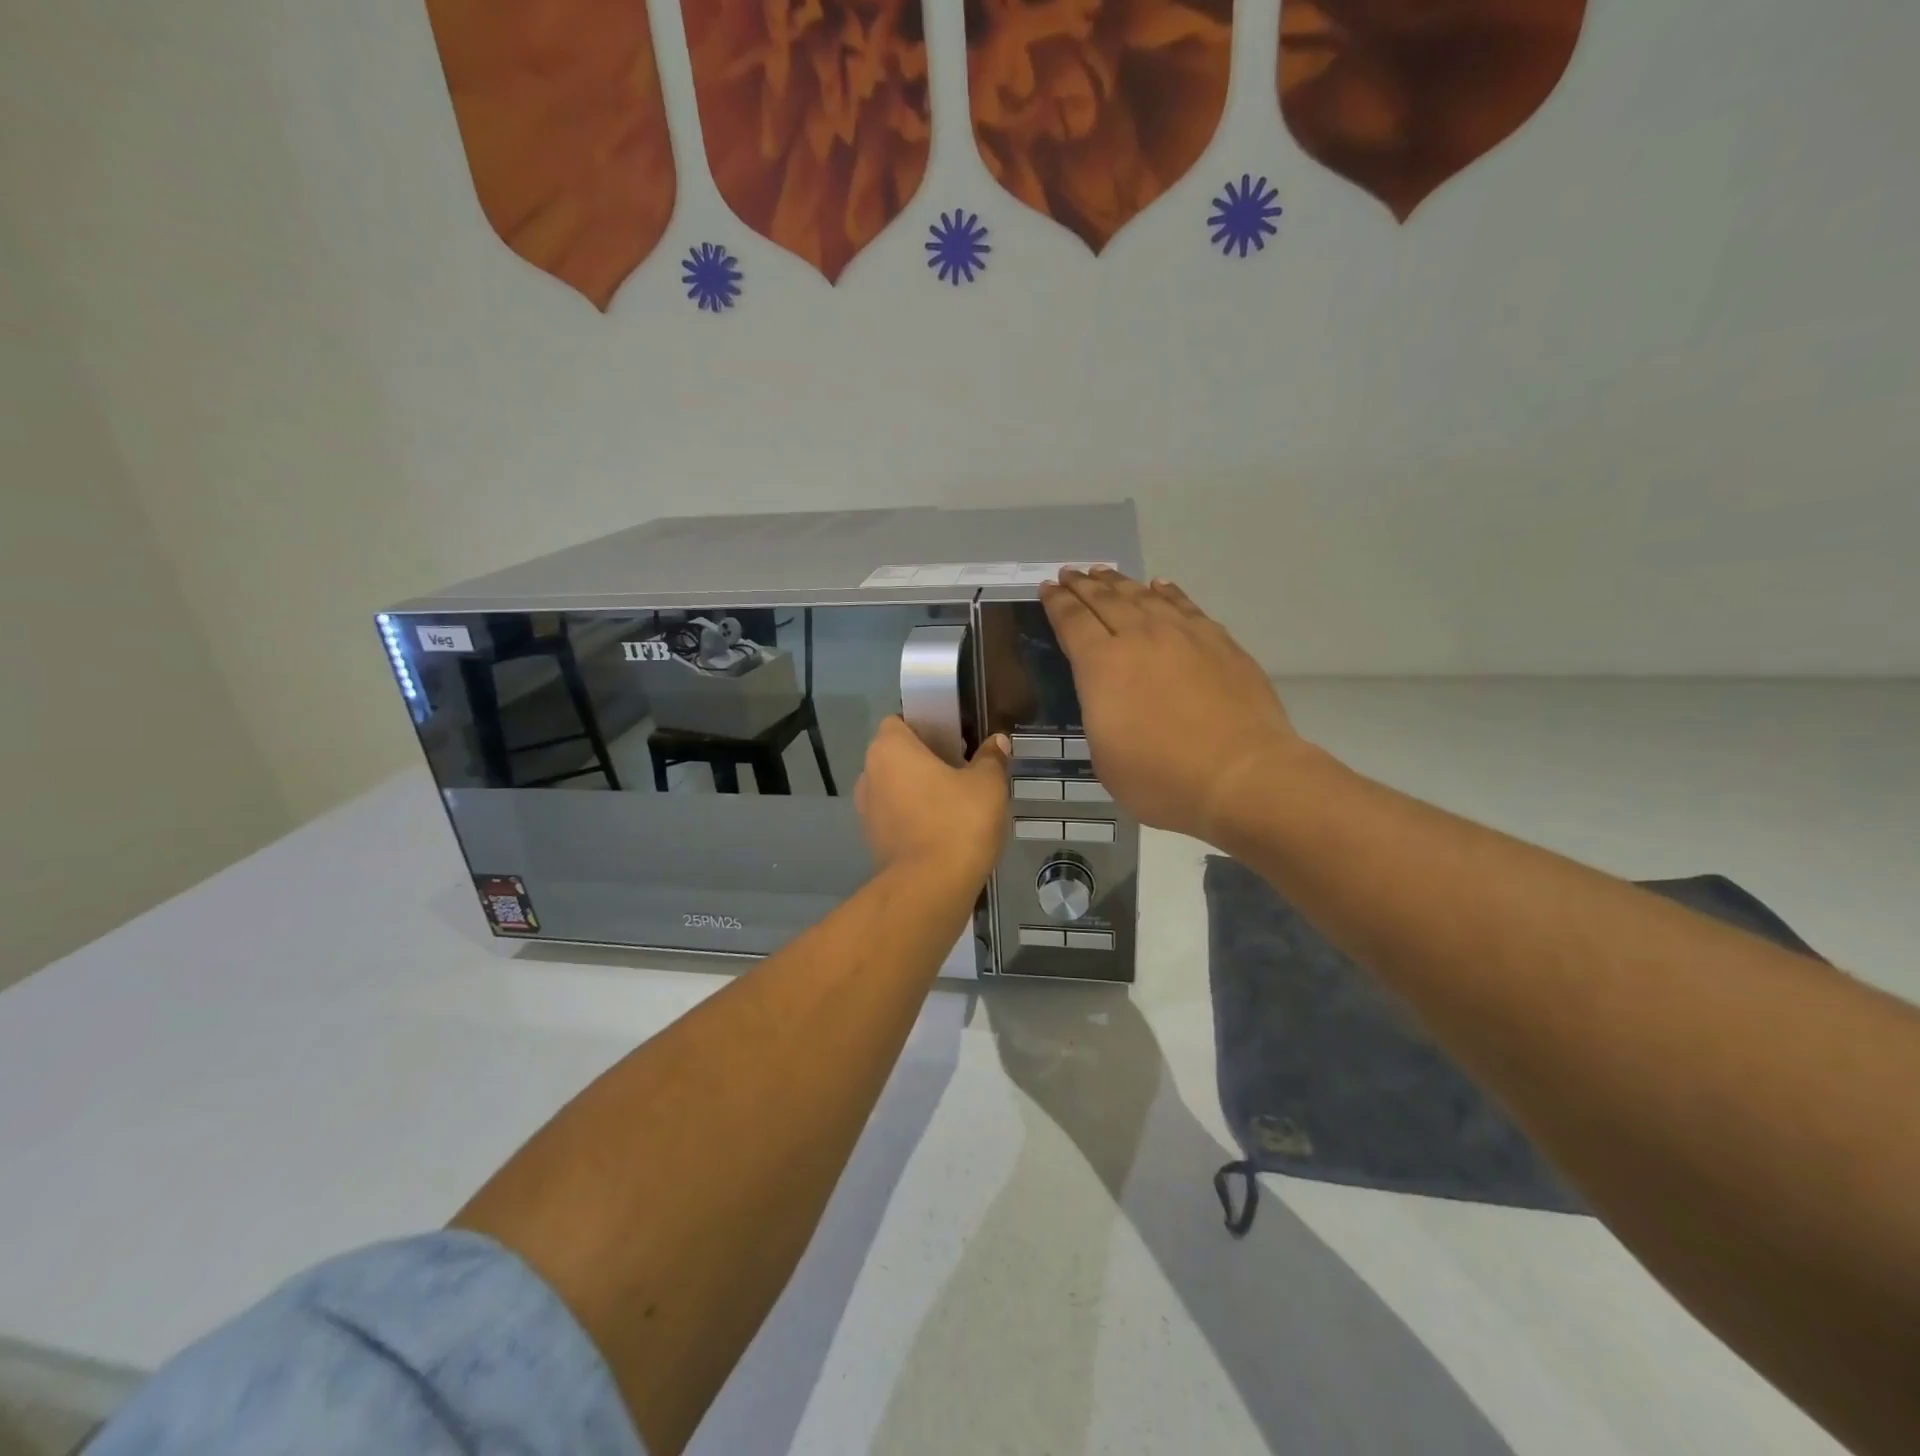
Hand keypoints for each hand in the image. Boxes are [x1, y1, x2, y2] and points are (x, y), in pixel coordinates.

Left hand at [855, 717, 1010, 881]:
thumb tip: (997, 742)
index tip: (953, 738)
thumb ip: (991, 758)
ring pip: (894, 787)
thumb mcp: (987, 784)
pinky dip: (914, 816)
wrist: (931, 888)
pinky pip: (895, 816)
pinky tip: (944, 828)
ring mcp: (866, 811)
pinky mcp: (873, 841)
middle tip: (961, 768)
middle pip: (896, 755)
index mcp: (889, 749)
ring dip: (918, 790)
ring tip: (955, 801)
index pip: (899, 722)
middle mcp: (869, 774)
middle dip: (924, 759)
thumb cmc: (957, 822)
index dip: (925, 725)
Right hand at [1041, 568, 1305, 841]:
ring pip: (1144, 596)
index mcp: (1102, 666)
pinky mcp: (1220, 643)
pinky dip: (1168, 592)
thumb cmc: (1161, 779)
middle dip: (1083, 585)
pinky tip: (1160, 586)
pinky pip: (1186, 606)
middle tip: (1070, 572)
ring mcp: (1184, 635)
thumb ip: (1100, 715)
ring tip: (1105, 572)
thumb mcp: (1104, 757)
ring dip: (1120, 583)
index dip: (1057, 603)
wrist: (1242, 776)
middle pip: (1106, 600)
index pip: (1072, 622)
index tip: (1048, 587)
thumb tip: (1109, 695)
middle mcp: (1140, 638)